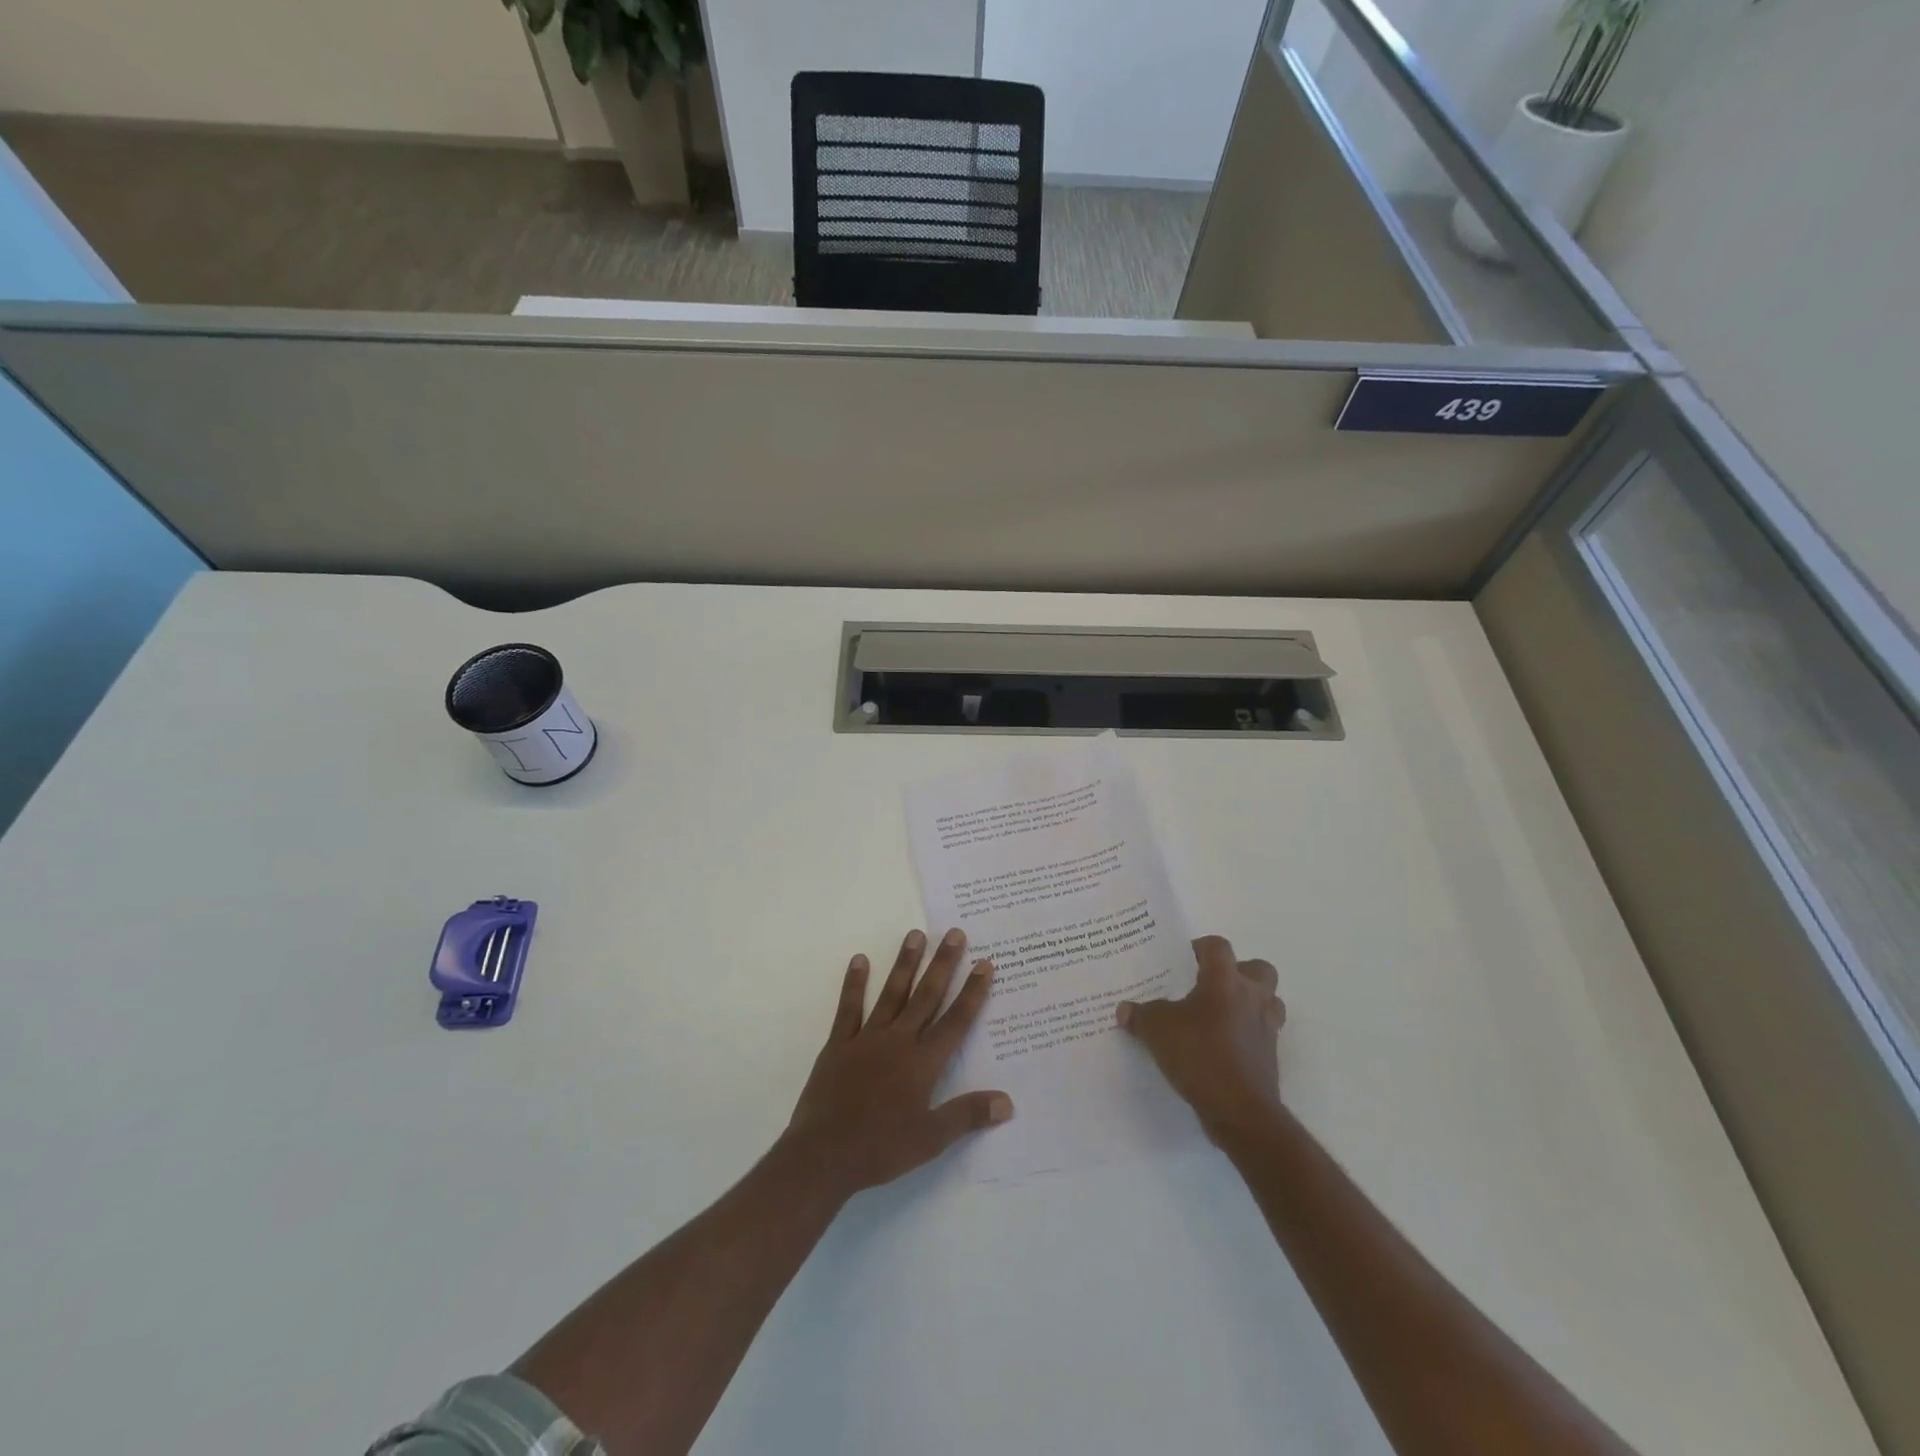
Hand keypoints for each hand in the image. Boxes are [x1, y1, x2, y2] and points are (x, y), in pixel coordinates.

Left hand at [784, 928, 1012, 1195]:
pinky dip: (855, 984)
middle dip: (943, 964)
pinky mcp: (838, 1044)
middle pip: (926, 996)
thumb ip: (967, 1116)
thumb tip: (1007, 1101)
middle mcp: (898, 1041)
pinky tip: (860, 960)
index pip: (955, 1021)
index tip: (985, 964)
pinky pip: (849, 1008)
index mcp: (922, 1063)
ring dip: (905, 964)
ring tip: (915, 934)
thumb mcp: (930, 1140)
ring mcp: (866, 1039)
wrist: (823, 1156)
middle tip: (955, 933)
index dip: (972, 992)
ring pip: (892, 993)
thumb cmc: (880, 1149)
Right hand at [1117, 934, 1283, 1141]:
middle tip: (1211, 985)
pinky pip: (1263, 1032)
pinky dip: (1247, 1034)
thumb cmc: (1199, 1055)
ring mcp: (1267, 1027)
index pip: (1218, 946)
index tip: (1183, 960)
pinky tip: (1223, 1045)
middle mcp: (1252, 997)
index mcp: (1225, 980)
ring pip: (1267, 1000)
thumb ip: (1141, 1015)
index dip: (1200, 948)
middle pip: (1257, 968)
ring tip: (1220, 1014)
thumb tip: (1125, 1010)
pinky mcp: (1271, 1056)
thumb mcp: (1157, 1030)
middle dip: (1238, 972)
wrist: (1240, 1111)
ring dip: (1249, 1002)